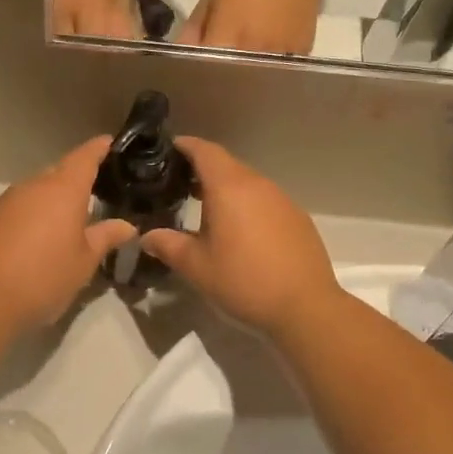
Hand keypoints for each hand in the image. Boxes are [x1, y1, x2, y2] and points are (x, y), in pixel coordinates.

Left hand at [0, 136, 135, 331]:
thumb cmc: (44, 277)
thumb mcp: (84, 262)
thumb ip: (106, 237)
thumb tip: (126, 225)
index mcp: (62, 189)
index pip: (84, 157)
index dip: (99, 148)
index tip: (110, 143)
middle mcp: (33, 186)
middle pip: (59, 171)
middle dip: (77, 178)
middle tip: (97, 192)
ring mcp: (6, 201)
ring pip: (37, 190)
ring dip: (53, 199)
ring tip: (69, 220)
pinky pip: (19, 208)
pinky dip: (33, 215)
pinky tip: (38, 239)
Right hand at [139, 137, 338, 337]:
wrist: (305, 307)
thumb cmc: (243, 281)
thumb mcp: (196, 267)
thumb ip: (167, 245)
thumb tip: (147, 236)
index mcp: (229, 188)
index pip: (204, 151)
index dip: (185, 146)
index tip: (168, 150)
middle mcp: (258, 185)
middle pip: (226, 165)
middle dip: (202, 169)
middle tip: (179, 185)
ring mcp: (282, 200)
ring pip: (247, 183)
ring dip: (226, 189)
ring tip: (206, 210)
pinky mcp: (297, 218)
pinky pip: (265, 200)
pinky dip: (247, 205)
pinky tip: (240, 232)